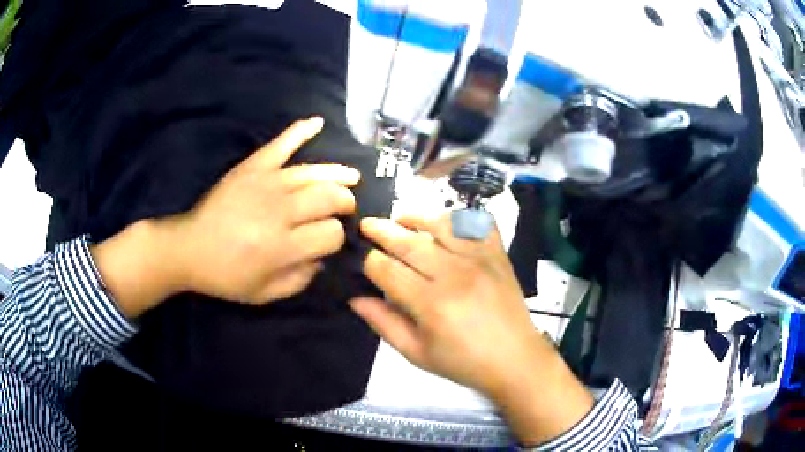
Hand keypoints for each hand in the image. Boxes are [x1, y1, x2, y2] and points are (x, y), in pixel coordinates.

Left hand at [166, 116, 358, 302]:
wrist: (189, 249)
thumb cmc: (226, 276)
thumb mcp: (265, 294)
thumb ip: (300, 279)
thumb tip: (322, 258)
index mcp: (282, 246)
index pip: (330, 234)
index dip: (337, 238)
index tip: (329, 243)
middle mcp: (279, 211)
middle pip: (329, 198)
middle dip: (344, 204)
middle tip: (344, 210)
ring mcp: (265, 183)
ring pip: (313, 173)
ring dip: (337, 176)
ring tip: (352, 178)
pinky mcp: (252, 167)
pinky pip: (280, 144)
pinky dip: (300, 131)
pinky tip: (318, 123)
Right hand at [350, 214, 593, 443]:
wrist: (515, 359)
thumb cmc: (463, 362)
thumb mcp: (416, 353)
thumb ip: (384, 323)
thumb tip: (355, 298)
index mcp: (430, 303)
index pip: (386, 269)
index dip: (368, 261)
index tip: (361, 259)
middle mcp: (453, 274)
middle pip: (408, 242)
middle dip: (381, 231)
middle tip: (367, 224)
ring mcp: (479, 259)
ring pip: (440, 225)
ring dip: (416, 218)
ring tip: (401, 219)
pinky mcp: (498, 254)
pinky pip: (477, 223)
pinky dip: (460, 218)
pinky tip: (446, 225)